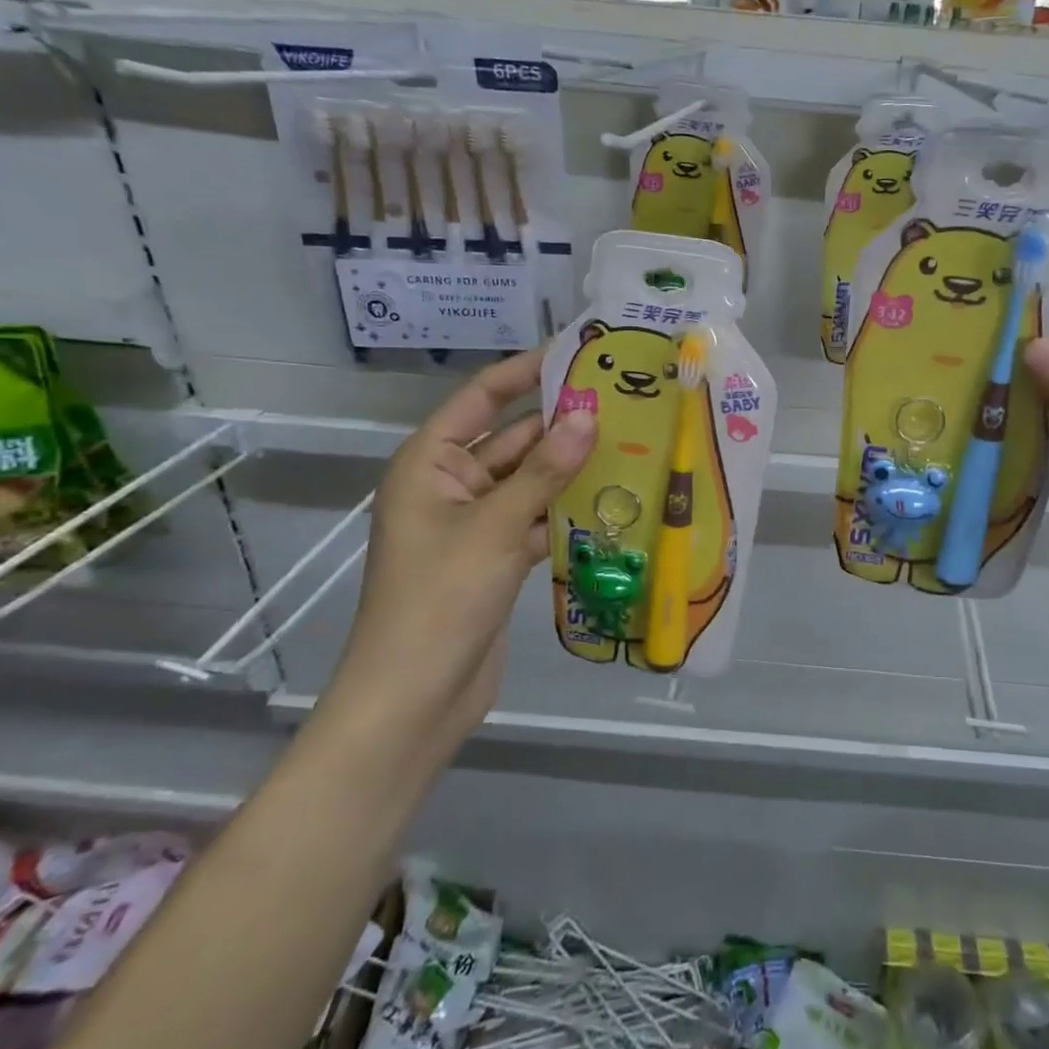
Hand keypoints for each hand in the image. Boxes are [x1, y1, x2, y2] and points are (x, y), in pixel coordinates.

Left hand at [319, 351, 596, 749]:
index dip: (525, 371)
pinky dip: (569, 510)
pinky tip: (616, 499)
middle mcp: (451, 485)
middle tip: (624, 400)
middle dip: (562, 423)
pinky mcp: (497, 556)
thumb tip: (587, 414)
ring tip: (632, 441)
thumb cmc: (441, 598)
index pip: (482, 398)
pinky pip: (538, 518)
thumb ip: (545, 470)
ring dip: (572, 468)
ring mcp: (476, 523)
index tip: (576, 351)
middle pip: (513, 439)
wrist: (416, 697)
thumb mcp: (496, 526)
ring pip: (531, 481)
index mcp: (430, 463)